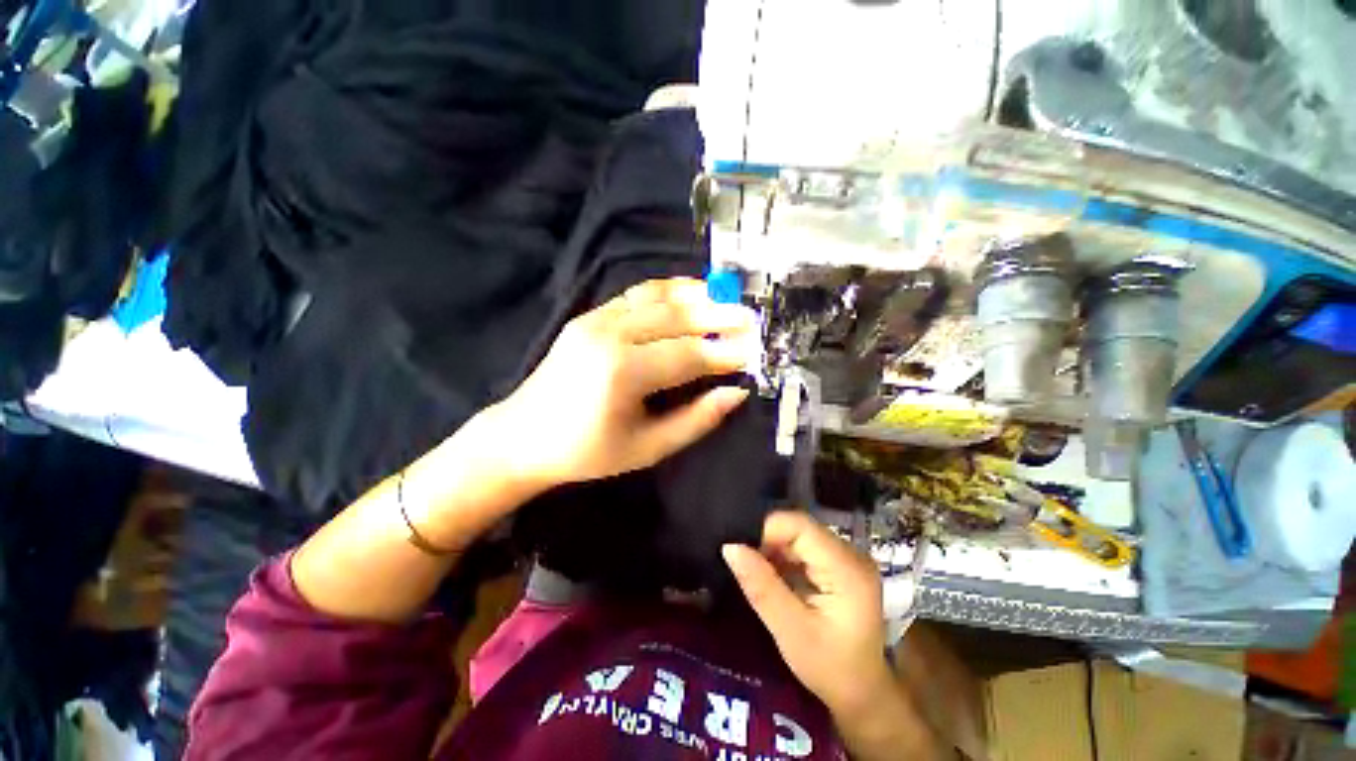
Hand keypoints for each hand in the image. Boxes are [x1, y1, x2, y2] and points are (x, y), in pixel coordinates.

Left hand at [490, 278, 757, 488]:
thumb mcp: (647, 449)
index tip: (754, 351)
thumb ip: (695, 420)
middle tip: (751, 318)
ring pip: (659, 298)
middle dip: (719, 316)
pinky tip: (690, 293)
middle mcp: (611, 336)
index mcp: (623, 373)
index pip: (689, 355)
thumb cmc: (587, 452)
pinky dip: (668, 291)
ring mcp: (597, 319)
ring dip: (697, 296)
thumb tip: (736, 393)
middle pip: (678, 317)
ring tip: (727, 299)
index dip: (725, 353)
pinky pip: (637, 294)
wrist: (523, 435)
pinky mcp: (590, 315)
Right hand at [723, 511, 888, 714]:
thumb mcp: (790, 632)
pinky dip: (784, 557)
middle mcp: (851, 554)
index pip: (800, 526)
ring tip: (755, 571)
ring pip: (799, 535)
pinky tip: (772, 576)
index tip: (741, 550)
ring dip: (774, 549)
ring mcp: (847, 557)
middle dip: (768, 540)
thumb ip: (761, 587)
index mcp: (847, 568)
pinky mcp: (839, 564)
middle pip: (800, 528)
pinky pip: (804, 547)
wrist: (862, 693)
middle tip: (744, 563)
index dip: (767, 530)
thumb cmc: (829, 668)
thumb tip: (730, 546)